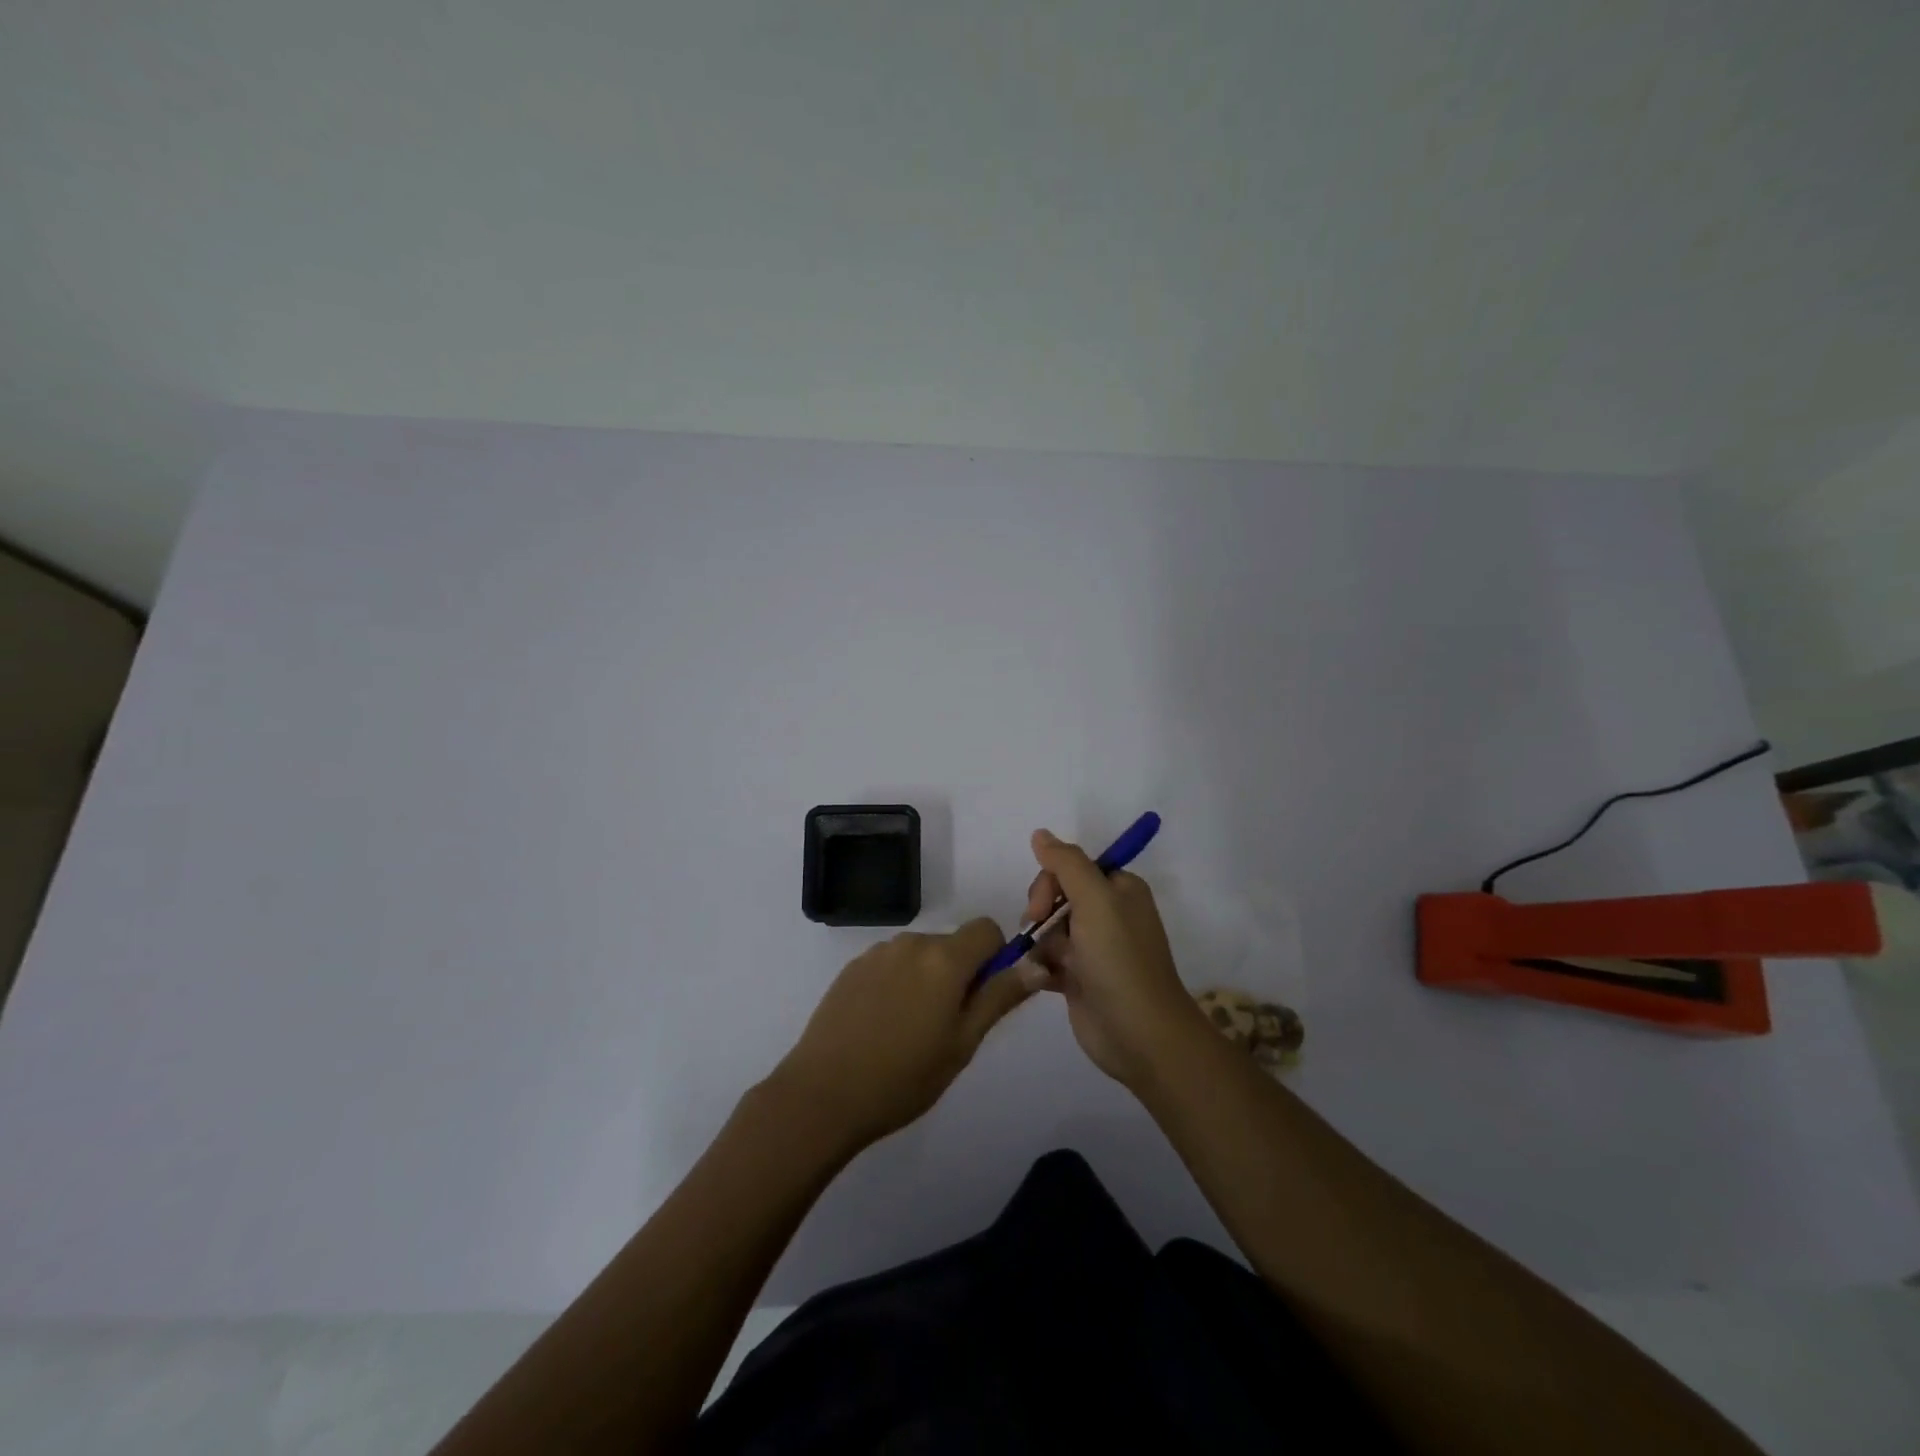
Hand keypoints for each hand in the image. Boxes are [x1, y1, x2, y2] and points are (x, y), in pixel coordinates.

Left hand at [771, 919, 1033, 1151]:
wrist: (823, 1094)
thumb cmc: (904, 1077)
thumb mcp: (963, 1043)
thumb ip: (1000, 997)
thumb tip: (1036, 964)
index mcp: (945, 958)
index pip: (987, 929)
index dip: (995, 957)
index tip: (985, 996)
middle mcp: (912, 942)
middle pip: (953, 943)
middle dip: (960, 973)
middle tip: (948, 1026)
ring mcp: (877, 953)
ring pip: (921, 954)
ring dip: (928, 978)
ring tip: (911, 1030)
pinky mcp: (852, 967)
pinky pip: (891, 964)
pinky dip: (898, 983)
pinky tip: (882, 1025)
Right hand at [1020, 829, 1206, 1087]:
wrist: (1139, 1035)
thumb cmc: (1119, 960)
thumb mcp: (1096, 901)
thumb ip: (1066, 863)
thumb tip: (1040, 833)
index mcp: (1119, 889)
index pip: (1072, 867)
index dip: (1050, 881)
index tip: (1040, 906)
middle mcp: (1108, 914)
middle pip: (1056, 896)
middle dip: (1040, 912)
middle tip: (1036, 931)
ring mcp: (1093, 948)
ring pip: (1048, 929)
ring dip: (1038, 944)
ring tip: (1041, 965)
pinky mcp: (1080, 978)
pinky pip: (1048, 960)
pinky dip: (1041, 968)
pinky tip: (1041, 981)